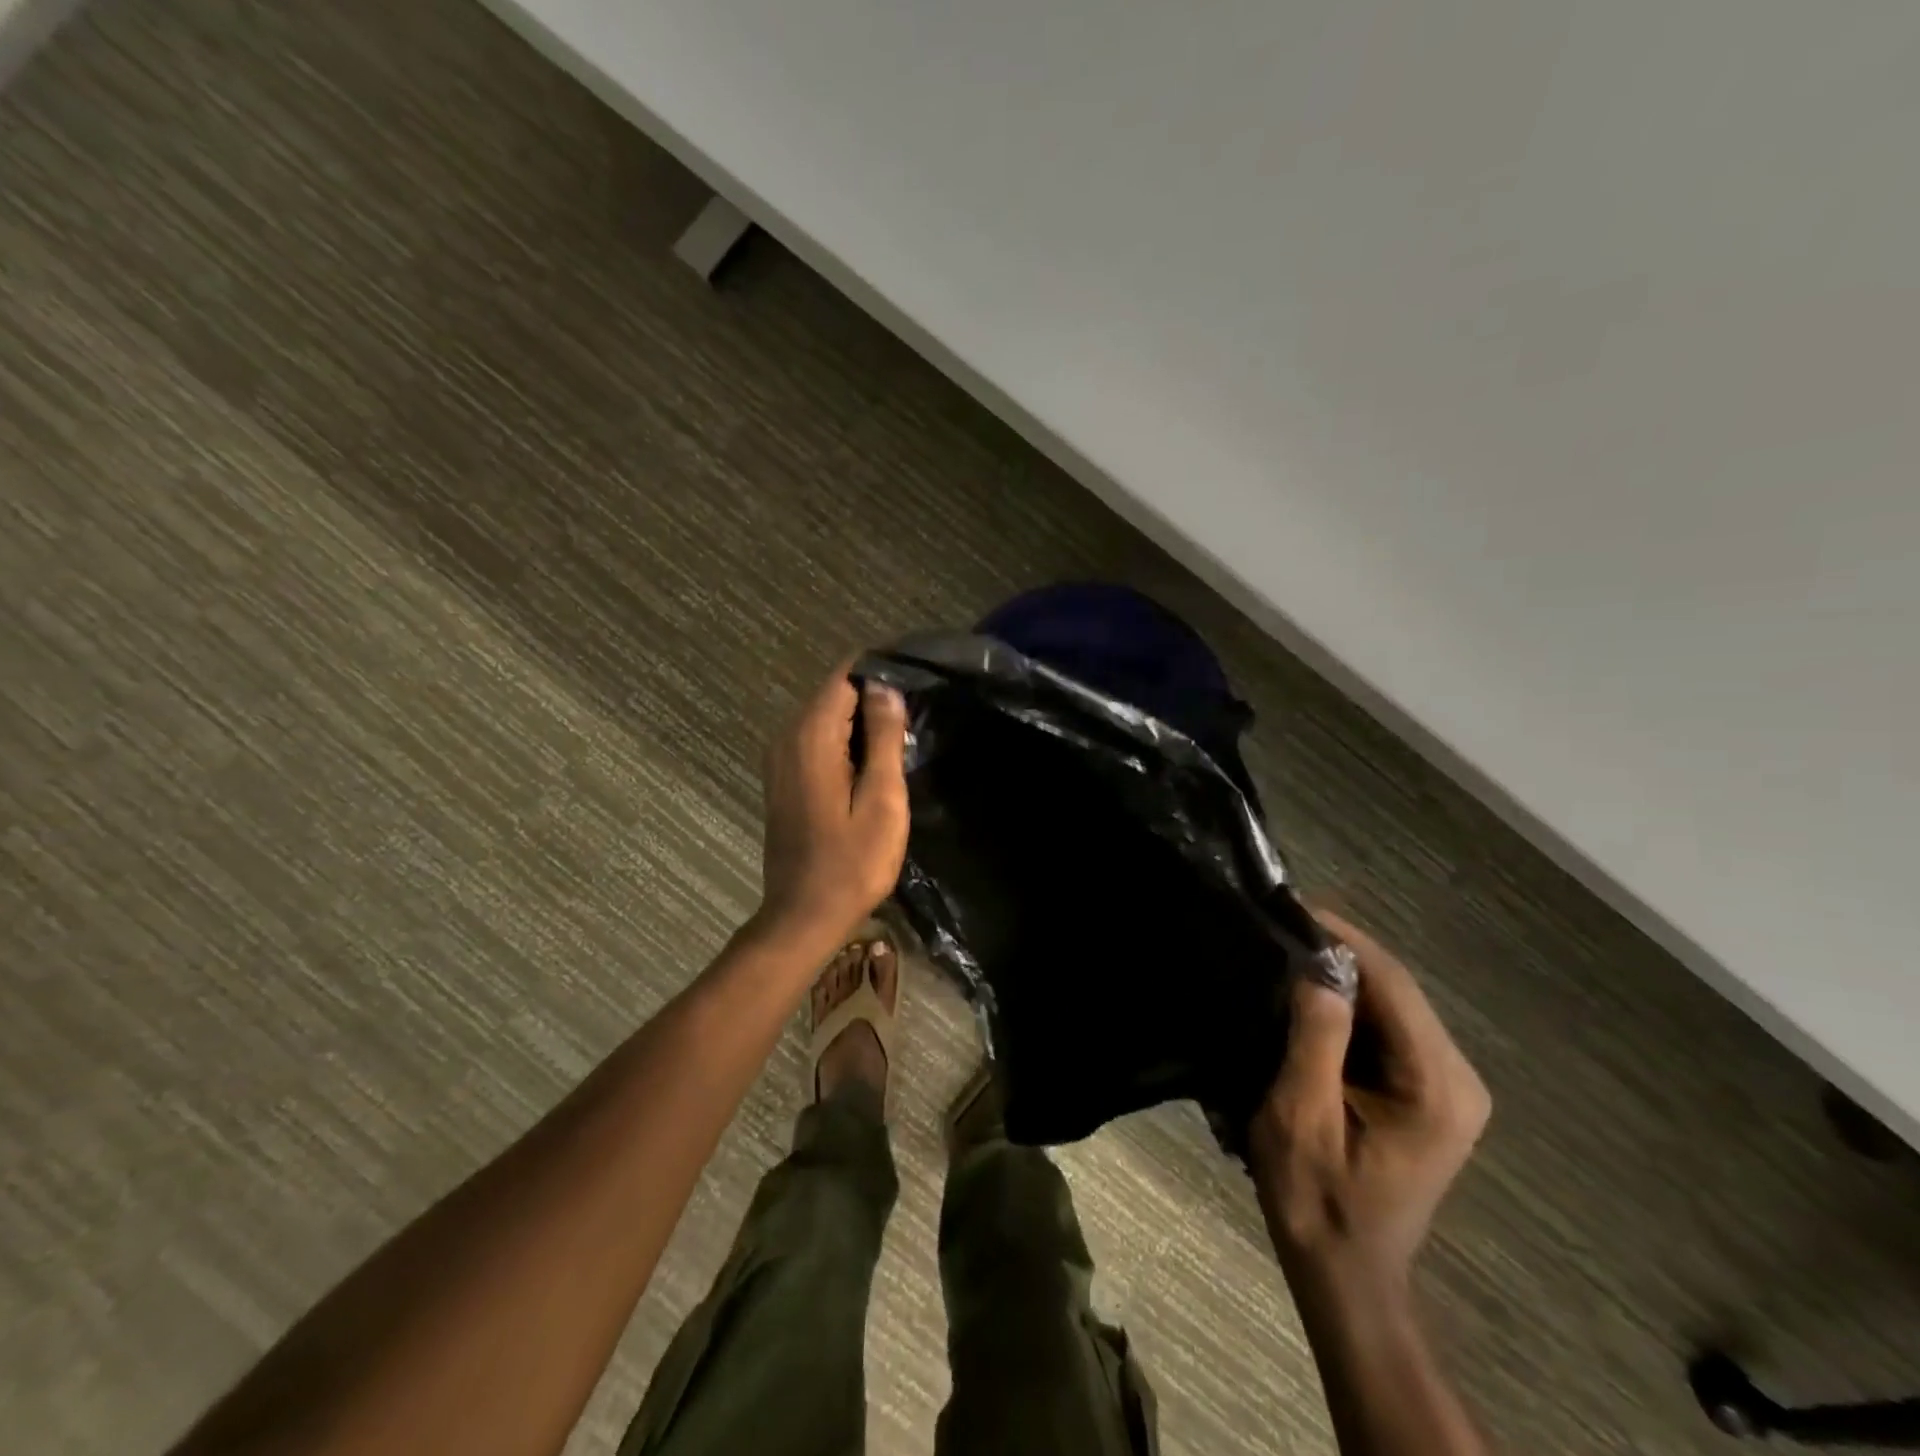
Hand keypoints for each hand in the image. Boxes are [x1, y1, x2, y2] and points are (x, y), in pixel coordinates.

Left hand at [755, 664, 909, 949]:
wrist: (805, 915)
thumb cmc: (852, 862)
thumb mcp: (881, 798)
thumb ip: (883, 736)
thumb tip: (885, 686)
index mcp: (811, 736)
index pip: (845, 676)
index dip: (881, 672)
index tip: (917, 681)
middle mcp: (788, 737)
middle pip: (834, 694)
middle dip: (874, 696)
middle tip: (916, 718)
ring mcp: (780, 758)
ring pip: (826, 717)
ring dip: (862, 721)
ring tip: (903, 739)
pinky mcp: (783, 778)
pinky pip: (817, 740)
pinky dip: (845, 741)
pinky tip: (873, 764)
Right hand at [1249, 908, 1490, 1286]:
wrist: (1346, 1271)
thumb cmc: (1318, 1199)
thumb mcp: (1300, 1119)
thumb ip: (1315, 1041)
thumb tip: (1317, 971)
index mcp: (1437, 1086)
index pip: (1393, 984)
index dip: (1343, 938)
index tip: (1293, 905)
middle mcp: (1458, 1077)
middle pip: (1397, 988)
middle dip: (1340, 952)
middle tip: (1281, 923)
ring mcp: (1449, 1085)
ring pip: (1392, 1002)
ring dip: (1342, 975)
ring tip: (1287, 947)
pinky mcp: (1430, 1090)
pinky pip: (1388, 1026)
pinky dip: (1349, 1003)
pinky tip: (1309, 992)